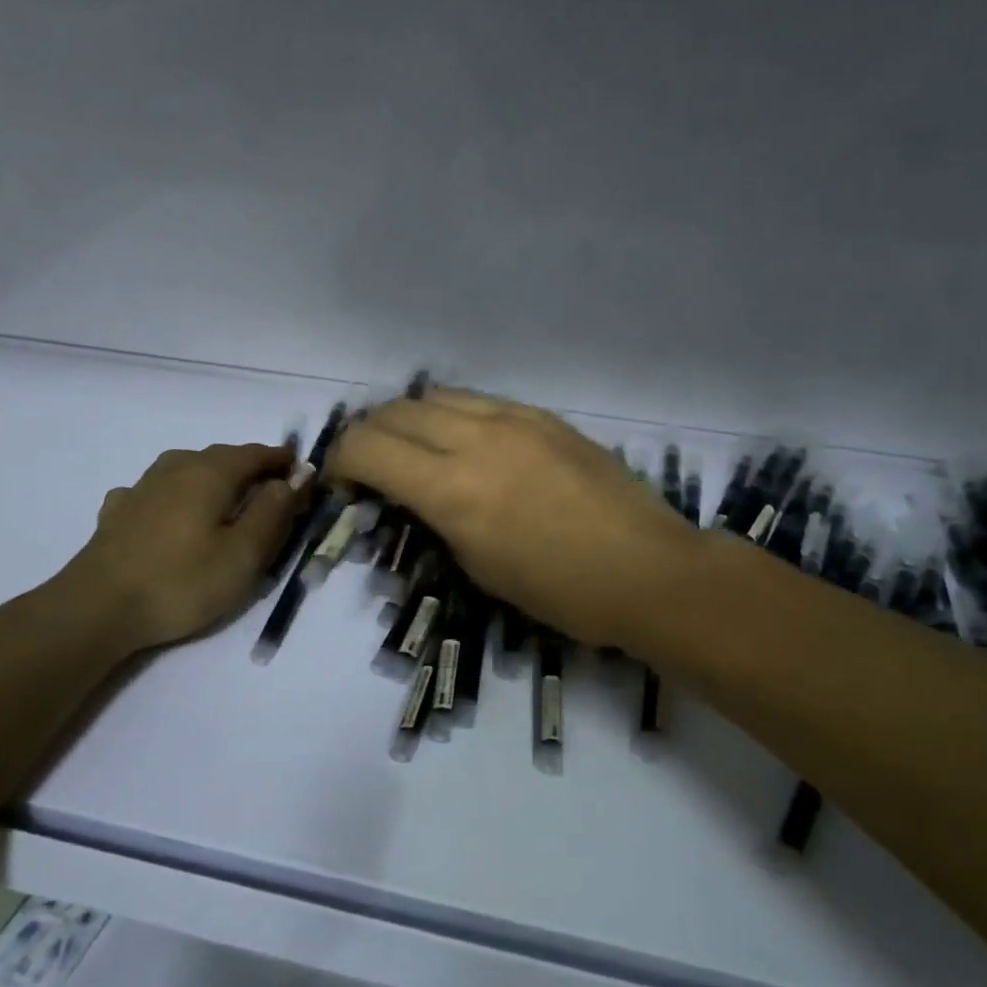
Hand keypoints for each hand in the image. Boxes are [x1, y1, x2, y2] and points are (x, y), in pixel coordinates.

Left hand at [53, 442, 307, 654]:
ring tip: (229, 505)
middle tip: (274, 497)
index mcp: (211, 472)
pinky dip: (180, 497)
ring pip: (189, 470)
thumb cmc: (182, 582)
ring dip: (216, 480)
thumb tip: (295, 477)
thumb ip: (274, 511)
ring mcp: (142, 486)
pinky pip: (161, 491)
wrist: (97, 609)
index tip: (305, 479)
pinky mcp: (119, 511)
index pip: (257, 454)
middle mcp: (176, 467)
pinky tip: (175, 516)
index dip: (284, 463)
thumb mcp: (245, 553)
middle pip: (223, 458)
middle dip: (253, 472)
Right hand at [327, 390, 700, 647]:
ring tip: (417, 449)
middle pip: (395, 411)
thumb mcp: (480, 568)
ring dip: (411, 419)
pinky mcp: (545, 416)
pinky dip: (455, 416)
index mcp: (453, 489)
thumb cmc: (560, 591)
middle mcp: (477, 439)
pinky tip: (468, 443)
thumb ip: (437, 521)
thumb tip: (417, 497)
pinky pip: (481, 401)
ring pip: (437, 395)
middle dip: (369, 436)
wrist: (646, 570)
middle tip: (372, 466)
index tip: (343, 484)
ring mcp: (515, 419)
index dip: (340, 462)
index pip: (367, 448)